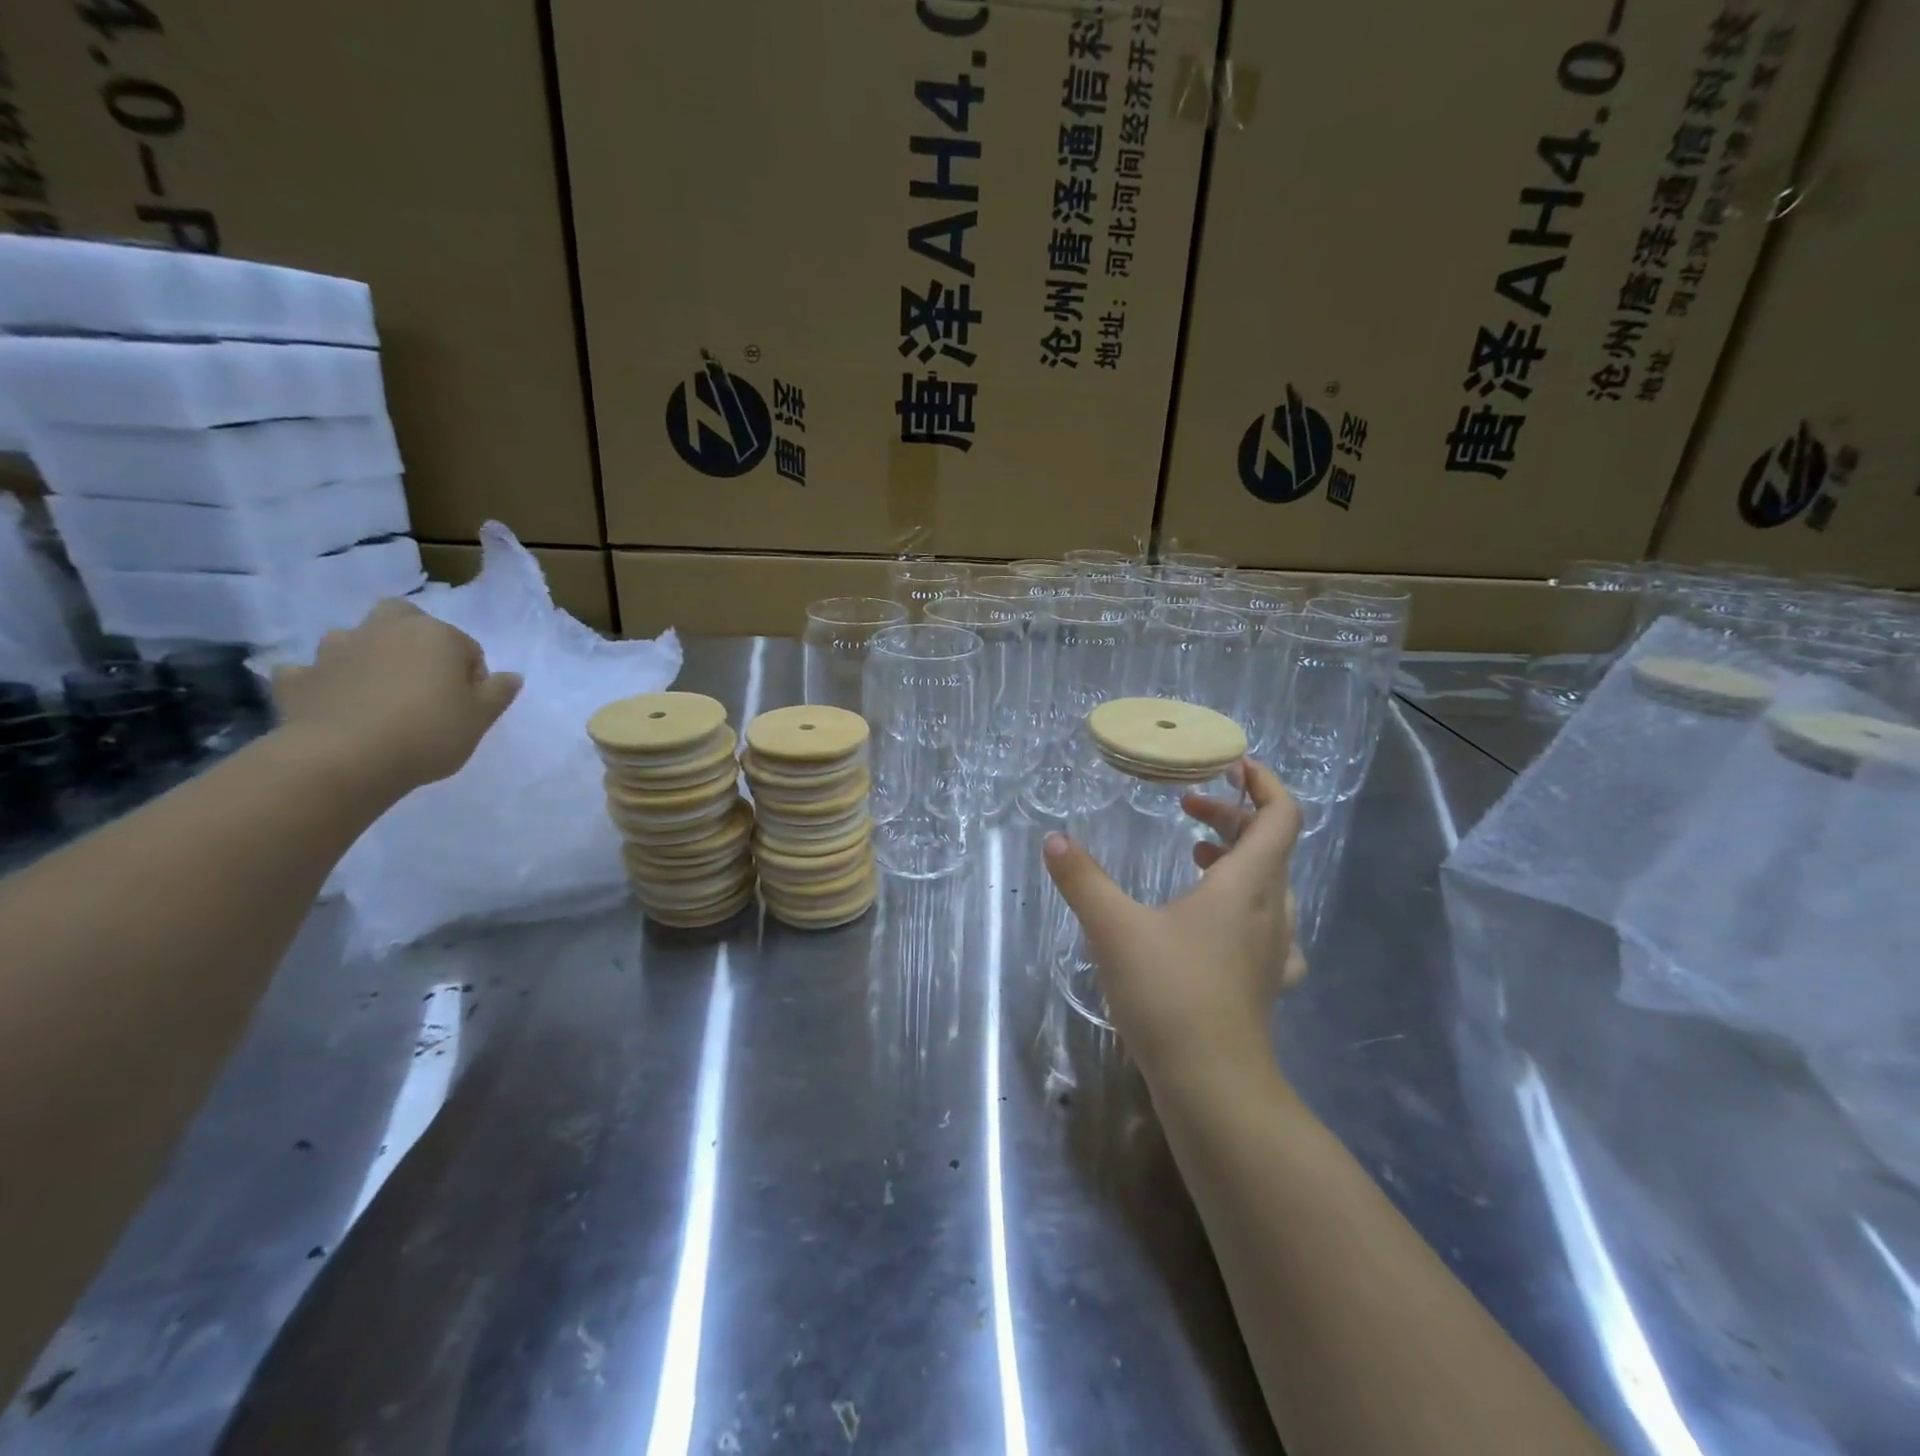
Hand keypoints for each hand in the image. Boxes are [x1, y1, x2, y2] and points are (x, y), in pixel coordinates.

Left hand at [271, 599, 522, 796]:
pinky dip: (322, 682)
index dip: (472, 675)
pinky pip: (311, 673)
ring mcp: (335, 650)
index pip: (466, 646)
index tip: (469, 704)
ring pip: (354, 639)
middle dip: (413, 638)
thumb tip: (511, 676)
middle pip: (403, 618)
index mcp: (436, 635)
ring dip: (365, 655)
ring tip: (377, 693)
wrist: (344, 759)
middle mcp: (385, 630)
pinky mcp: (299, 677)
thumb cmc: (429, 732)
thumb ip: (499, 692)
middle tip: (422, 678)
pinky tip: (332, 704)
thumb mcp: (481, 718)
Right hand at [1043, 758, 1306, 1084]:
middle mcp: (1269, 910)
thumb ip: (1082, 880)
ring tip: (1194, 855)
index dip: (1264, 783)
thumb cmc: (1168, 993)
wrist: (1212, 1084)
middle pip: (1270, 845)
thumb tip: (1053, 840)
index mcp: (1245, 885)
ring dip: (1237, 858)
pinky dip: (1242, 902)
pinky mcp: (1266, 980)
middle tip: (1188, 810)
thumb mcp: (1113, 928)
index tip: (1234, 765)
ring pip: (1268, 884)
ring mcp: (1274, 949)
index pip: (1280, 816)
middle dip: (1231, 817)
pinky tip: (1212, 920)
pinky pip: (1265, 922)